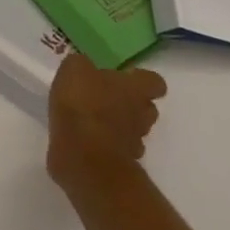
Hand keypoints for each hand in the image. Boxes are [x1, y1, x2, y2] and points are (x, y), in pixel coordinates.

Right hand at [47, 52, 165, 192]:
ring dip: (118, 126)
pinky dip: (105, 146)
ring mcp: (133, 143)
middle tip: (105, 97)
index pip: (154, 82)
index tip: (124, 77)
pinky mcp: (119, 165)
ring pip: (133, 131)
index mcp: (135, 89)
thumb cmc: (84, 105)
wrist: (84, 158)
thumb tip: (84, 67)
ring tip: (92, 120)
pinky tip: (84, 140)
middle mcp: (141, 115)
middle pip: (146, 108)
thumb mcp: (74, 70)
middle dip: (130, 104)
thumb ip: (82, 65)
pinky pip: (116, 151)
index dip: (141, 79)